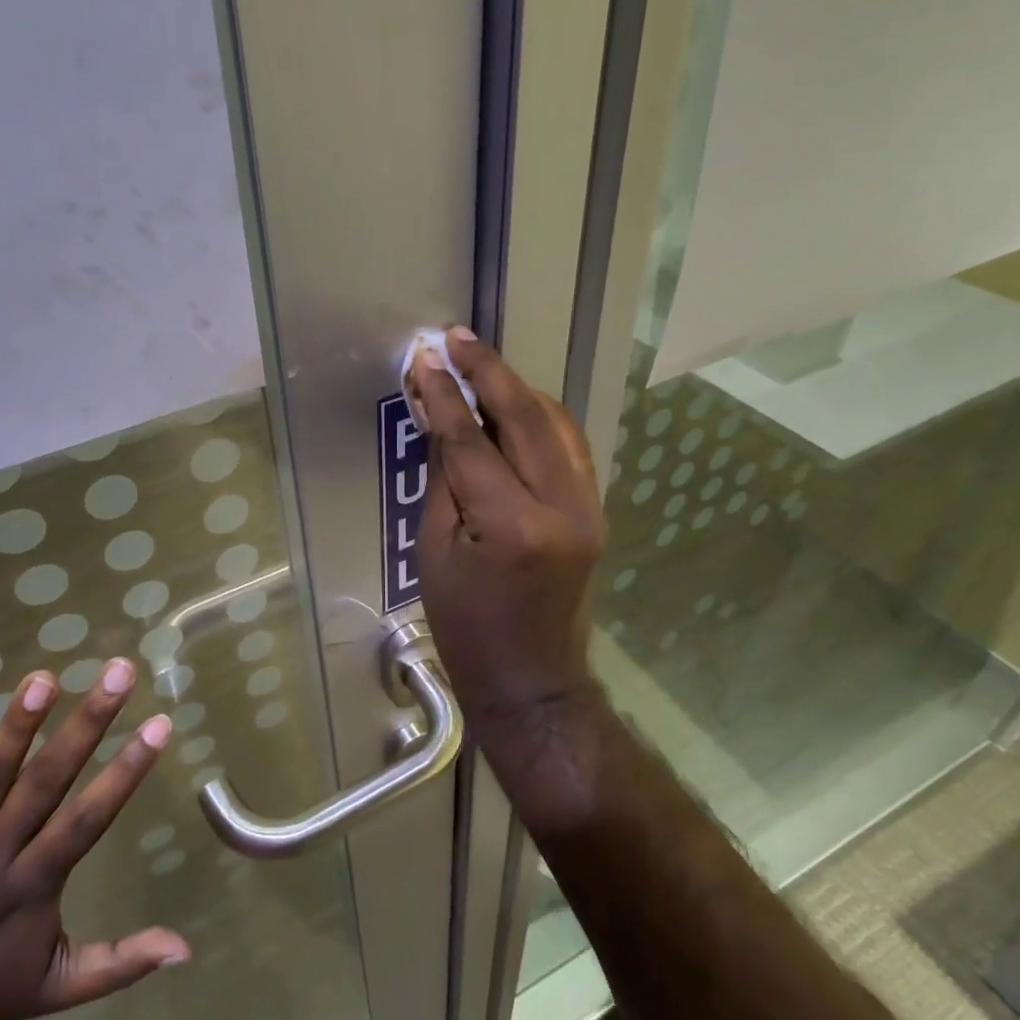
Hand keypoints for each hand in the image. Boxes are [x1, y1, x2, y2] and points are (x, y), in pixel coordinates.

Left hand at [0, 658, 187, 1019]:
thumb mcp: (61, 987)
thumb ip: (122, 961)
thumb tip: (188, 949)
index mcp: (34, 887)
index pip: (88, 819)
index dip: (125, 771)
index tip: (159, 724)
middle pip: (44, 783)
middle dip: (85, 724)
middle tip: (117, 671)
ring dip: (15, 730)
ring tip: (43, 679)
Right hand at [410, 328, 604, 731]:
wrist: (531, 680)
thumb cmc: (466, 626)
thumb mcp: (435, 551)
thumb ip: (443, 476)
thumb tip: (436, 415)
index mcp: (513, 525)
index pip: (473, 442)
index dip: (445, 396)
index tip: (424, 359)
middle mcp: (562, 506)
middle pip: (525, 417)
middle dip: (487, 372)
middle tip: (455, 338)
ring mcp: (589, 506)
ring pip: (556, 423)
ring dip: (516, 388)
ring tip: (480, 364)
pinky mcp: (595, 510)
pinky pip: (569, 446)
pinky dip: (539, 417)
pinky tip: (513, 404)